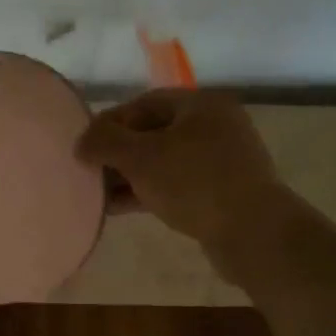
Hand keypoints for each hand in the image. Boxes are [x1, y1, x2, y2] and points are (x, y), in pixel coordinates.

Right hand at [76, 90, 284, 260]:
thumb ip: (105, 143)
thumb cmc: (194, 183)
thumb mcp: (141, 157)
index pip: (143, 103)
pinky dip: (147, 192)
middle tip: (88, 171)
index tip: (84, 145)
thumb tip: (81, 142)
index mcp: (200, 105)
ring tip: (97, 194)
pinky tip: (119, 208)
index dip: (109, 122)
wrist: (253, 233)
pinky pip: (175, 185)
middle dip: (118, 152)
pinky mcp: (221, 192)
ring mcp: (221, 161)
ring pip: (162, 162)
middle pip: (152, 132)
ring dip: (129, 176)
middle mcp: (214, 126)